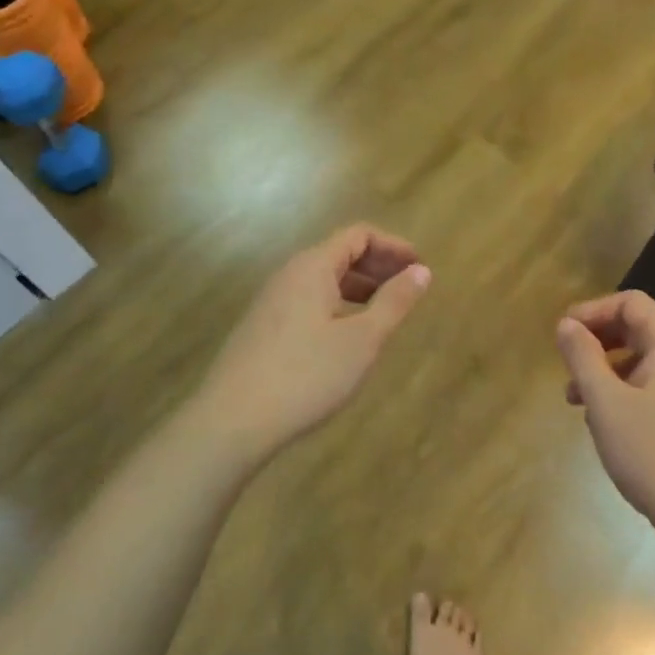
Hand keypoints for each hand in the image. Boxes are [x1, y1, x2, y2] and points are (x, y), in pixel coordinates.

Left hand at [194, 225, 431, 458]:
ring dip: (358, 287)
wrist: (233, 420)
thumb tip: (421, 271)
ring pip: (323, 280)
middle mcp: (289, 274)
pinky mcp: (263, 328)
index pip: (358, 235)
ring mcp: (271, 301)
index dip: (393, 246)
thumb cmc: (306, 374)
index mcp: (313, 266)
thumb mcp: (362, 340)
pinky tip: (347, 336)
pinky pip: (308, 301)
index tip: (420, 266)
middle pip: (339, 253)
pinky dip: (337, 305)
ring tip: (384, 312)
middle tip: (409, 289)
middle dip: (378, 266)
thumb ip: (394, 302)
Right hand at [555, 291, 654, 539]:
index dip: (592, 310)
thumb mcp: (604, 400)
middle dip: (596, 339)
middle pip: (635, 327)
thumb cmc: (651, 450)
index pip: (630, 302)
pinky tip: (601, 420)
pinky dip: (620, 389)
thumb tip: (566, 324)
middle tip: (565, 360)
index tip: (563, 334)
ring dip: (603, 368)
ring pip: (638, 358)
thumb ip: (582, 355)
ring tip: (574, 398)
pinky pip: (648, 384)